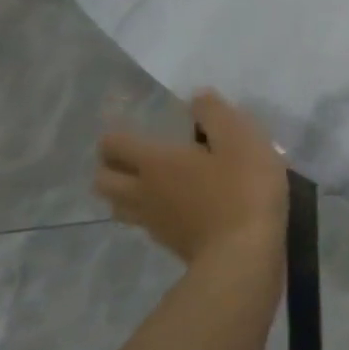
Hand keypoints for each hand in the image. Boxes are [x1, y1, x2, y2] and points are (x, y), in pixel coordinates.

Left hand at [95, 91, 288, 269]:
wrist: (244, 253)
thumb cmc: (243, 188)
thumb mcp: (241, 138)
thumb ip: (216, 114)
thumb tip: (197, 96)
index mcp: (155, 162)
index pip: (114, 144)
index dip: (116, 133)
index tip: (129, 123)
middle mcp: (143, 192)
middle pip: (103, 180)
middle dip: (111, 165)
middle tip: (135, 154)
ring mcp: (154, 222)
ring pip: (118, 206)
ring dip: (124, 191)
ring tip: (149, 181)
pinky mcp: (171, 243)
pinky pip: (144, 223)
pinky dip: (149, 212)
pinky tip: (175, 206)